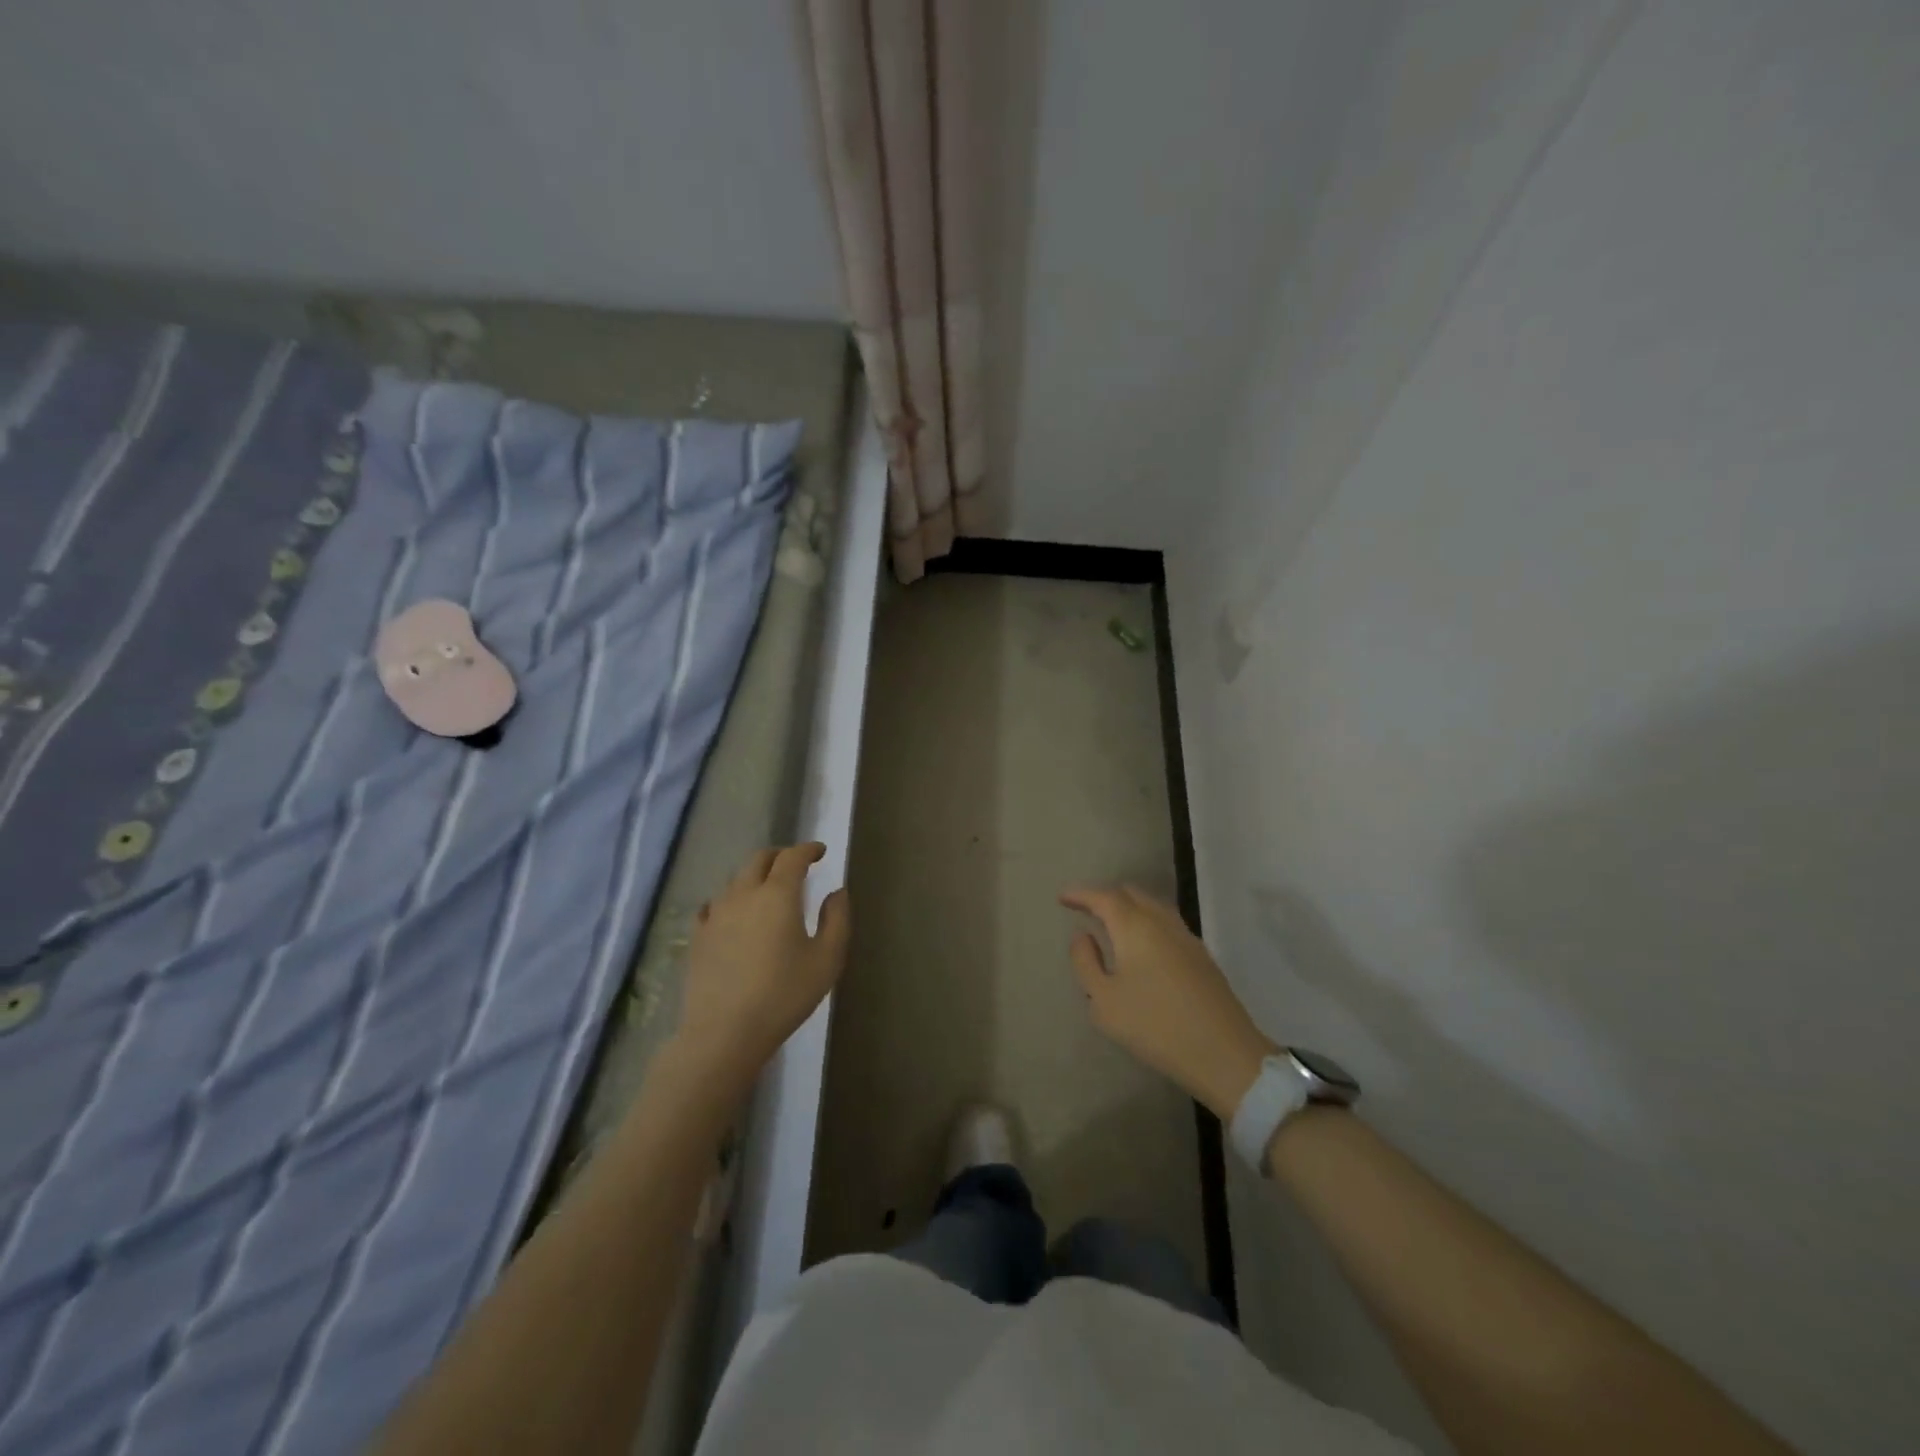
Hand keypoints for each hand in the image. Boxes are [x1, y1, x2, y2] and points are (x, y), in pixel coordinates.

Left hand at [677, 843, 850, 1086]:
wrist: (725, 1032)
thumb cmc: (784, 995)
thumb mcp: (827, 959)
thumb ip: (837, 919)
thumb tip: (837, 891)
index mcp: (778, 894)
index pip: (793, 856)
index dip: (808, 849)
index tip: (820, 851)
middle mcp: (744, 894)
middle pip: (760, 859)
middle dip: (780, 855)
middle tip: (796, 864)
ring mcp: (716, 914)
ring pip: (735, 880)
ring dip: (755, 876)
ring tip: (767, 889)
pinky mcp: (698, 936)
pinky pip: (713, 905)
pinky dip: (729, 899)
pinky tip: (732, 913)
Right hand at [1060, 884, 1275, 1119]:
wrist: (1223, 1053)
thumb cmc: (1154, 1025)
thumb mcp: (1103, 1000)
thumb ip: (1086, 962)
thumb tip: (1083, 936)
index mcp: (1134, 926)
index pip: (1103, 897)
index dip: (1081, 894)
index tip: (1062, 898)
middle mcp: (1161, 921)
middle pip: (1130, 894)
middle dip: (1105, 896)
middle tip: (1086, 909)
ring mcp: (1186, 937)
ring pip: (1152, 906)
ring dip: (1129, 908)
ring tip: (1112, 925)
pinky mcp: (1201, 955)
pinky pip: (1166, 923)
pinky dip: (1147, 923)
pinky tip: (1142, 946)